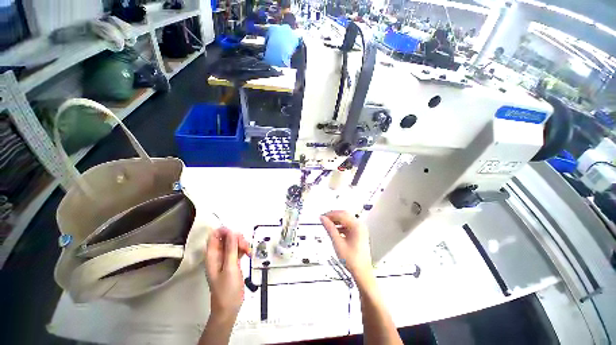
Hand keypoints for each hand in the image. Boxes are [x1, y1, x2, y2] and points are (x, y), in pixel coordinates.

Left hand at [204, 227, 249, 323]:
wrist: (229, 308)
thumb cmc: (227, 289)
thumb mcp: (230, 267)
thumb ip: (231, 249)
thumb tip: (232, 231)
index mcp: (212, 255)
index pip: (215, 235)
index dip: (225, 231)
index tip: (237, 235)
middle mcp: (217, 255)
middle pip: (226, 238)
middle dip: (236, 238)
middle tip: (245, 246)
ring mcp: (225, 259)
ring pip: (233, 243)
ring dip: (241, 244)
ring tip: (248, 252)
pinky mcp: (232, 262)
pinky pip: (237, 250)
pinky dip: (243, 250)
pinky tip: (248, 254)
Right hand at [320, 211, 372, 283]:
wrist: (362, 273)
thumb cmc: (352, 260)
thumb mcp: (337, 243)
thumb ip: (329, 229)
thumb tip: (323, 219)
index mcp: (357, 226)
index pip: (341, 215)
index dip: (330, 214)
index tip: (322, 217)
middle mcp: (360, 226)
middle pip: (344, 214)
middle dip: (333, 216)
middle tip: (324, 219)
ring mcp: (360, 229)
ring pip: (346, 219)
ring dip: (337, 220)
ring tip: (328, 224)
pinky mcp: (359, 234)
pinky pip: (348, 225)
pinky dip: (341, 225)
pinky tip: (335, 230)